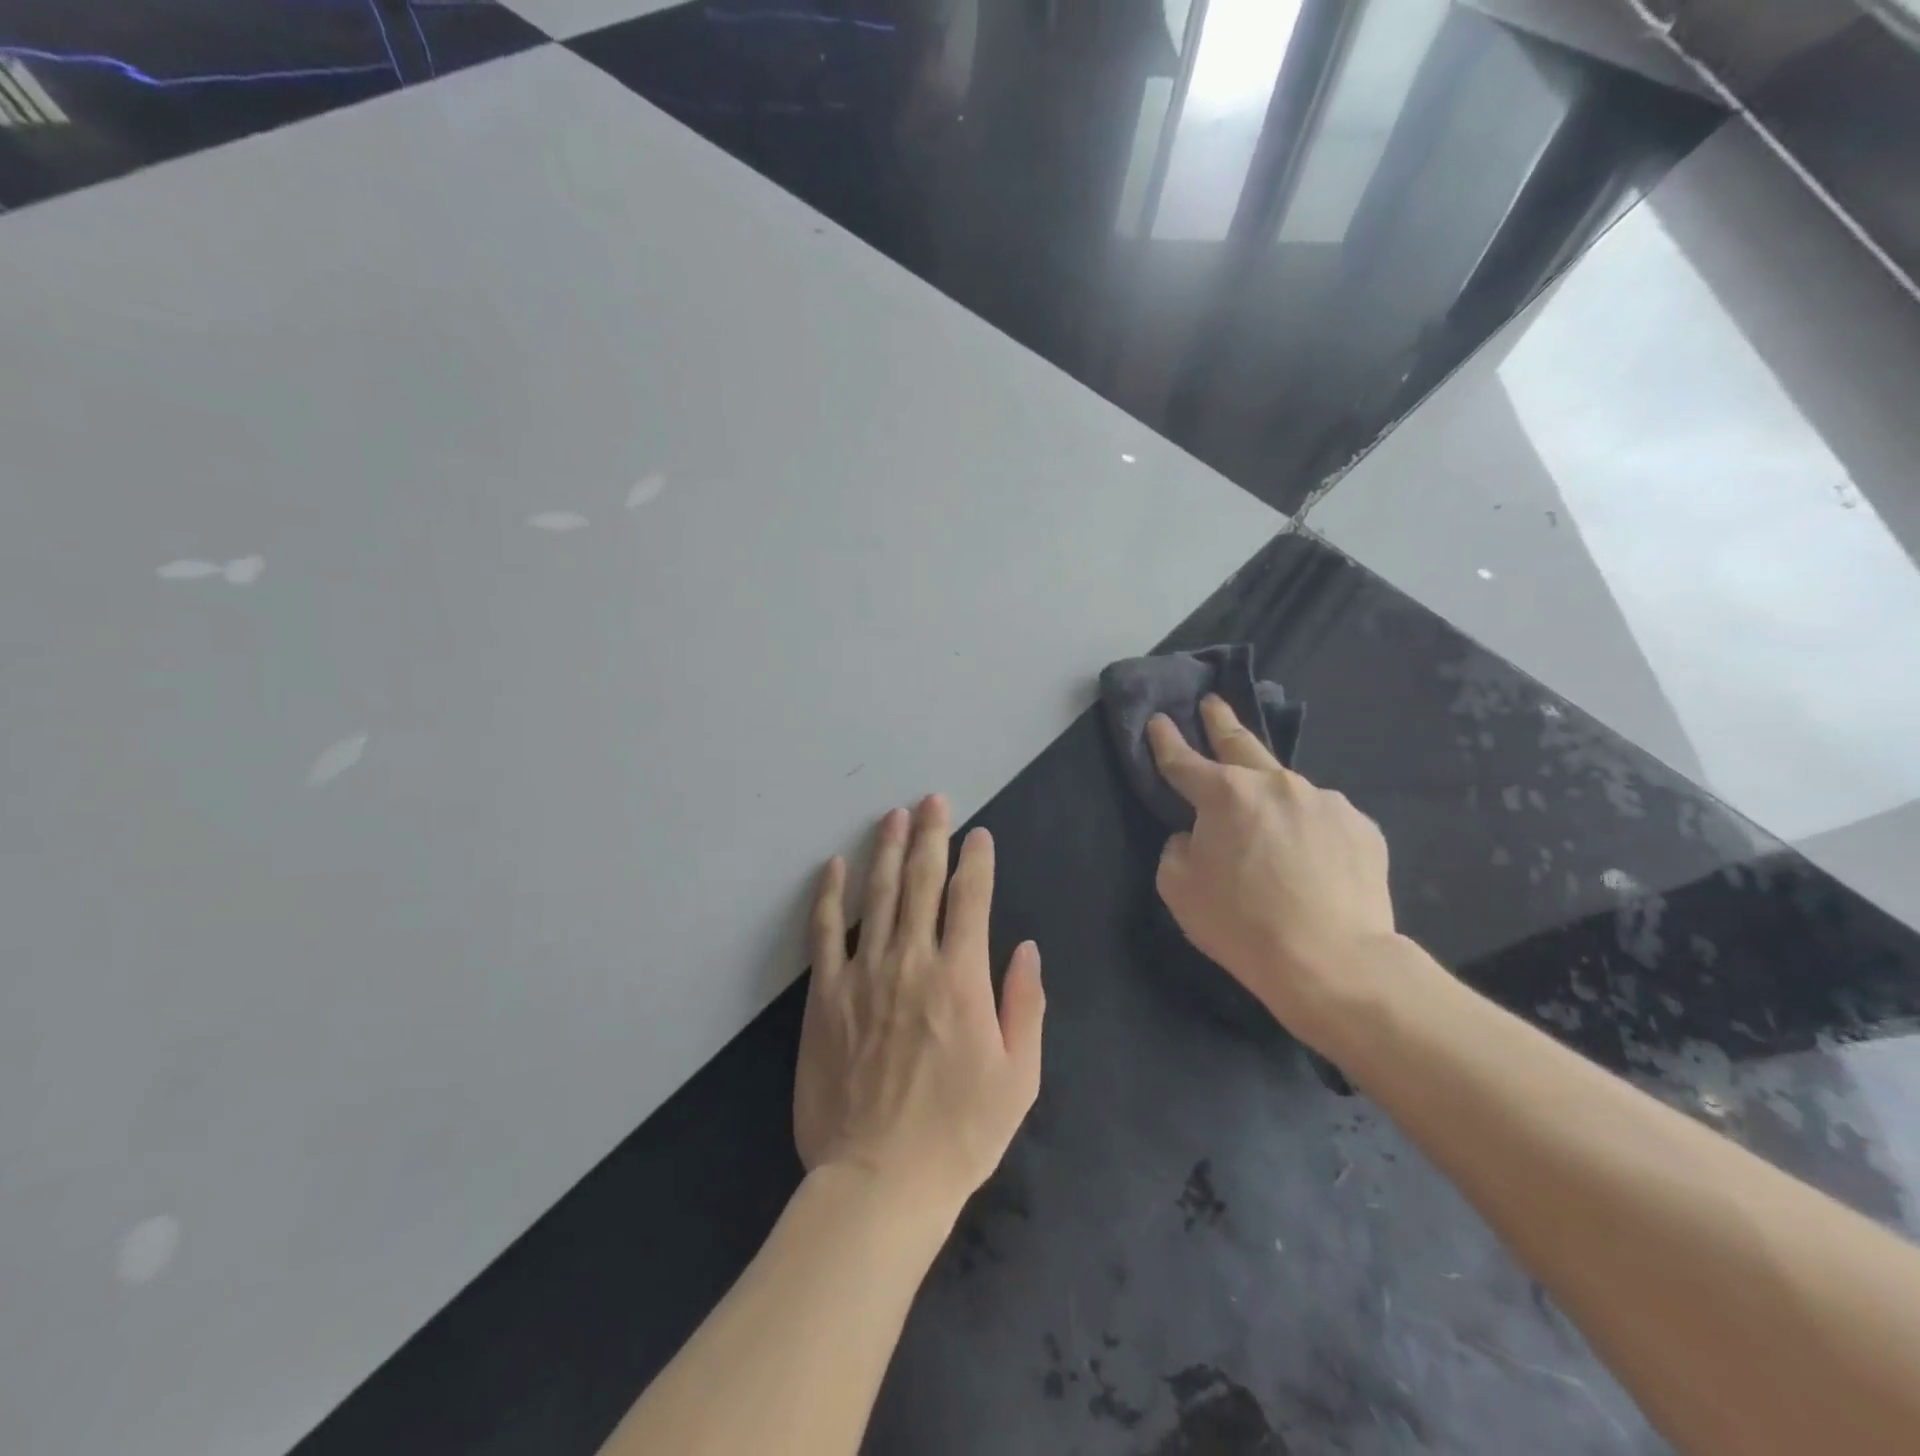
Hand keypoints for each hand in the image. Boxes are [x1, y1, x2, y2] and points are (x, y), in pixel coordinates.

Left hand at [795, 795, 1045, 1224]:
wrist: (879, 1181)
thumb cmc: (959, 1134)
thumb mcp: (1019, 1078)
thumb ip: (1025, 1005)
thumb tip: (1025, 947)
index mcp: (961, 978)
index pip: (971, 899)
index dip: (977, 860)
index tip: (979, 835)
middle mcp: (912, 962)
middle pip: (922, 882)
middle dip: (931, 835)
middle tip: (933, 800)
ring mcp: (864, 975)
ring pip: (877, 895)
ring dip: (886, 850)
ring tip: (893, 816)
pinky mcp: (826, 996)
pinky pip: (826, 933)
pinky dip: (830, 896)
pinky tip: (834, 867)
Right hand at [1147, 696, 1399, 1050]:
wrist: (1333, 962)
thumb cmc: (1242, 924)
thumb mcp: (1179, 888)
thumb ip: (1179, 848)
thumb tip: (1196, 835)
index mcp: (1225, 794)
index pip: (1183, 760)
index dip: (1165, 740)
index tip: (1158, 720)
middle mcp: (1275, 783)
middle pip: (1241, 742)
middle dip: (1221, 721)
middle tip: (1213, 703)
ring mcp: (1324, 800)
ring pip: (1287, 789)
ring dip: (1272, 796)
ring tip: (1272, 828)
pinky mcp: (1361, 826)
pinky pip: (1322, 819)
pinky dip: (1309, 829)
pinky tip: (1311, 859)